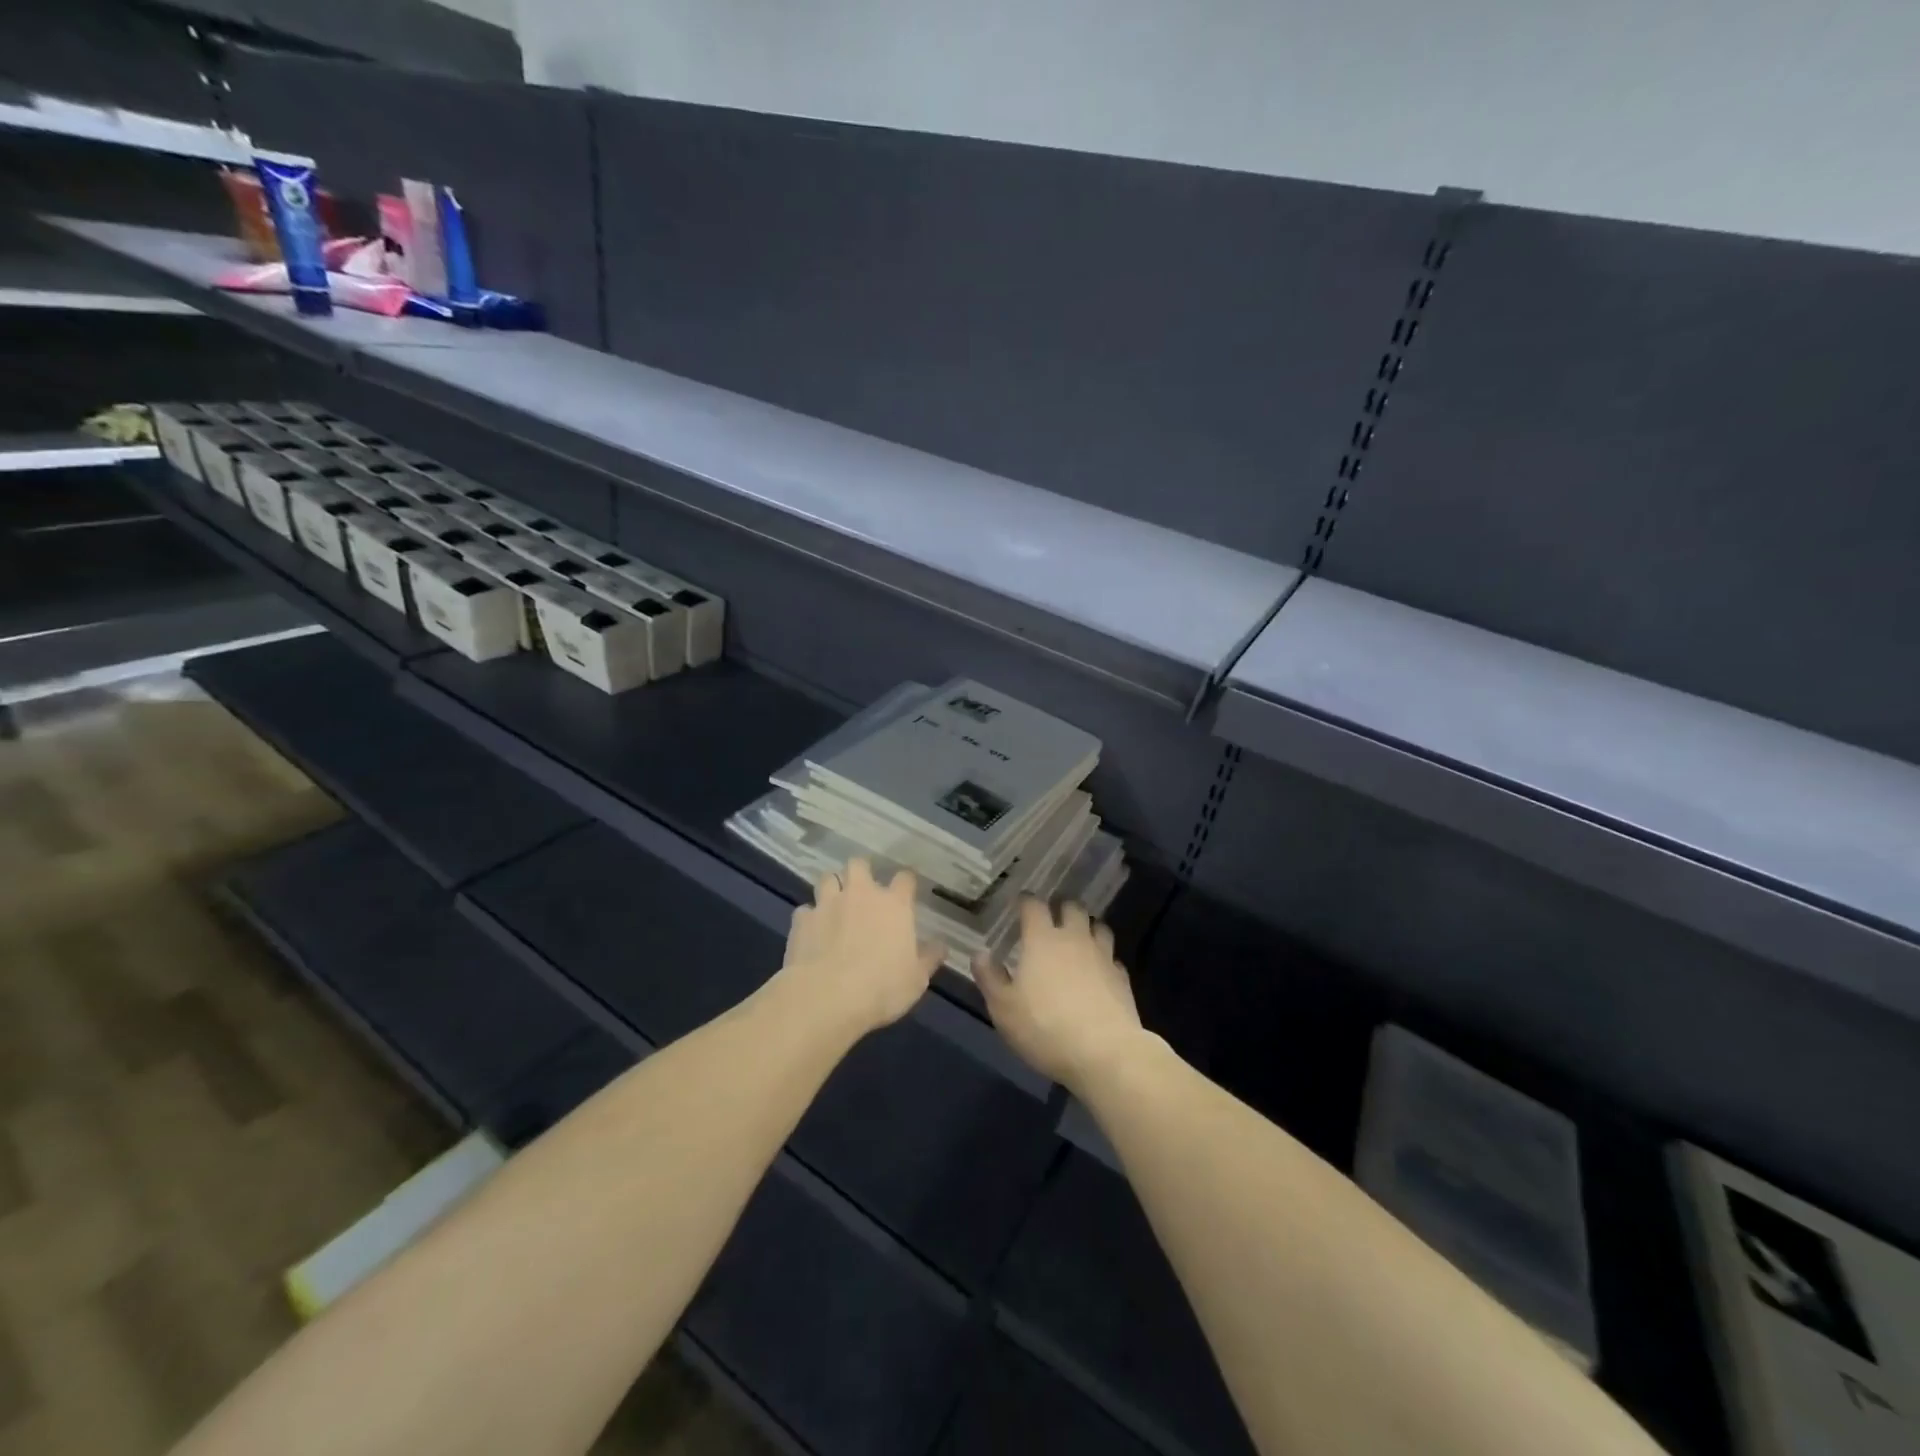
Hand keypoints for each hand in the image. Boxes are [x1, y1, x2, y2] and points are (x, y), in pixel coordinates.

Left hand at [780, 857, 943, 1033]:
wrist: (827, 997)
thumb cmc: (882, 987)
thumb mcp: (916, 979)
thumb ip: (928, 958)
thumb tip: (941, 945)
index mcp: (894, 905)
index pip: (905, 878)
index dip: (906, 881)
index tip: (906, 889)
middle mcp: (861, 895)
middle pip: (859, 864)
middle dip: (860, 871)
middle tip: (862, 889)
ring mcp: (828, 904)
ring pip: (827, 878)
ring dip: (832, 887)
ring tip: (834, 904)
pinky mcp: (802, 920)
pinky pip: (805, 910)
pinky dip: (809, 918)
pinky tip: (811, 932)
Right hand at [974, 898, 1145, 1090]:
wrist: (1104, 1053)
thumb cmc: (1045, 1027)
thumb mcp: (1004, 1008)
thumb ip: (990, 978)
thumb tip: (980, 953)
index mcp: (1042, 940)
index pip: (1033, 905)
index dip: (1026, 901)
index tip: (1020, 903)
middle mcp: (1074, 939)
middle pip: (1072, 907)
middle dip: (1061, 908)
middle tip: (1051, 919)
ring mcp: (1102, 956)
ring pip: (1098, 927)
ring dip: (1087, 928)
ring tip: (1078, 940)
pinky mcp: (1122, 978)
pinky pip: (1112, 958)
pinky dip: (1104, 959)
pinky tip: (1098, 972)